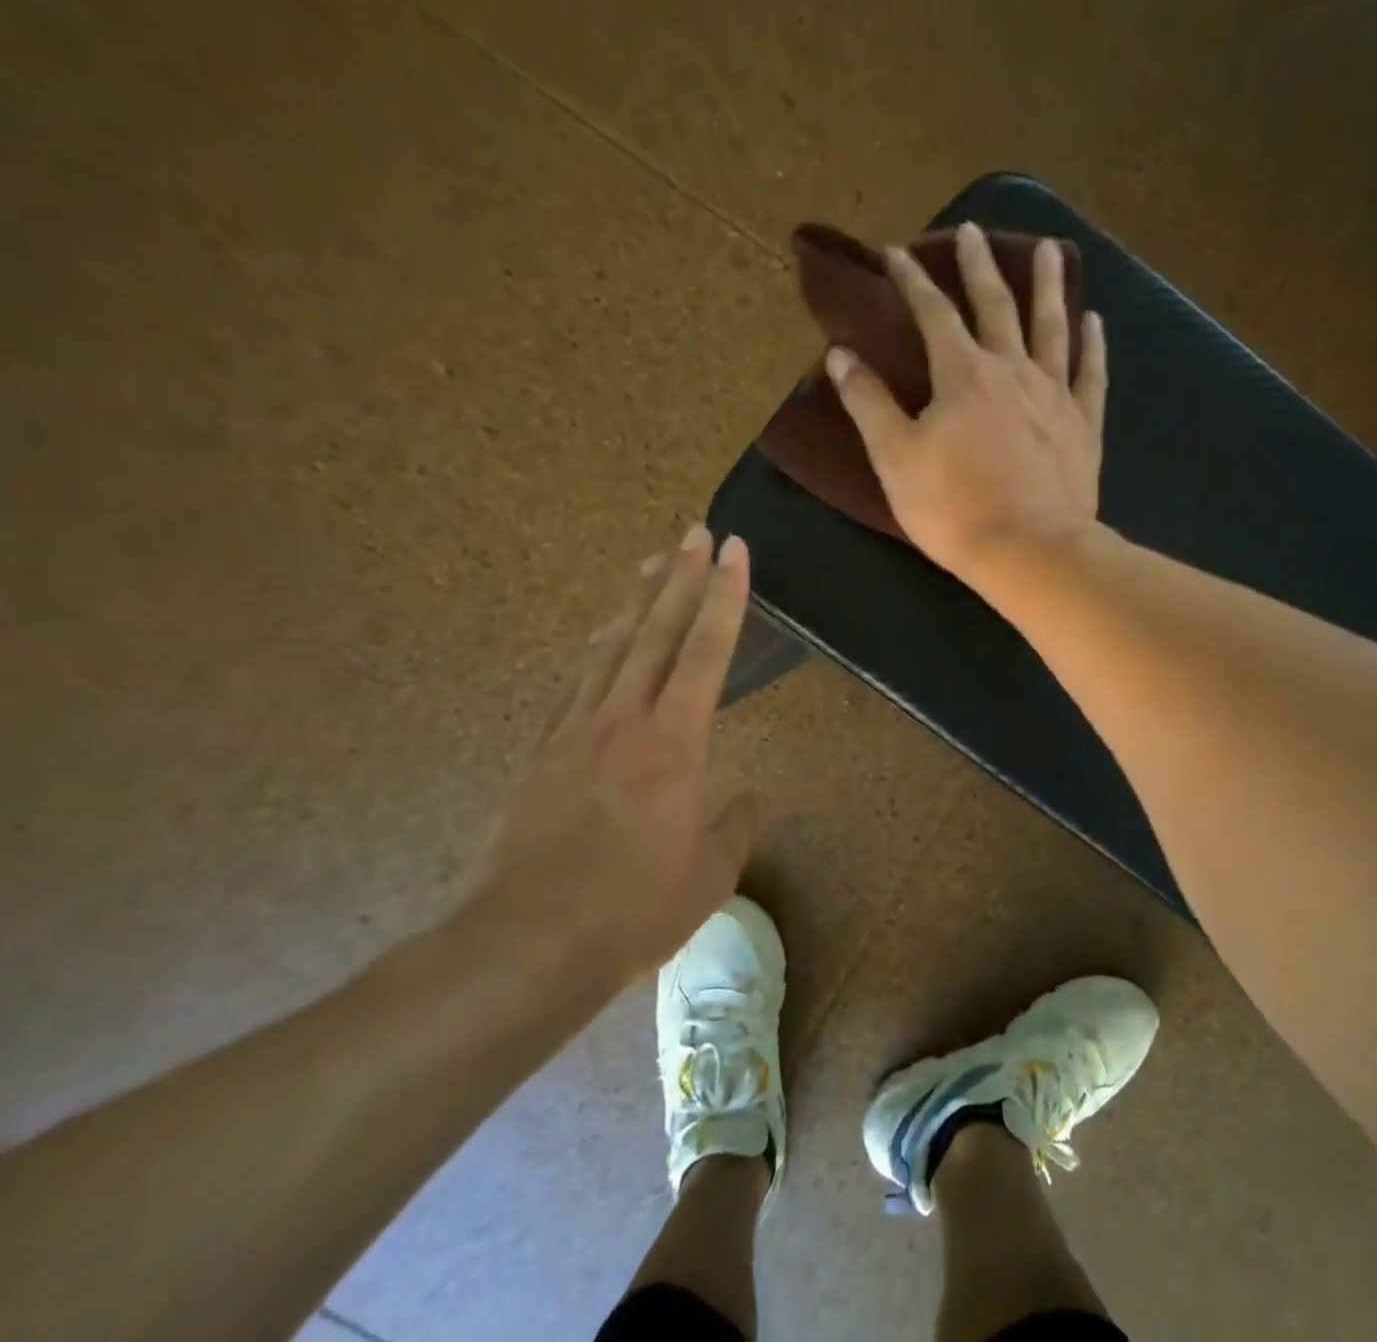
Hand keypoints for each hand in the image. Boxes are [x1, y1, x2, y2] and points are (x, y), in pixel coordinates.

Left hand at [472, 527, 756, 977]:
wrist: (525, 945)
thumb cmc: (633, 909)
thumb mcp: (709, 874)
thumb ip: (735, 825)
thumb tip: (751, 797)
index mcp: (675, 742)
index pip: (706, 650)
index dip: (724, 596)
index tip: (734, 550)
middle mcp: (625, 719)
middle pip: (657, 631)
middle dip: (681, 576)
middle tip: (695, 531)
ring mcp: (577, 730)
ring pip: (612, 646)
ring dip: (638, 599)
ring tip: (653, 561)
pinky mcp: (545, 750)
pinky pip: (578, 679)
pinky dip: (599, 645)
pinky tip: (604, 633)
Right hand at [826, 220, 1107, 584]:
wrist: (1030, 551)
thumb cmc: (954, 508)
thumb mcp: (895, 458)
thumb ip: (868, 403)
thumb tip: (840, 354)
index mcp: (962, 374)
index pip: (932, 313)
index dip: (912, 280)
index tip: (895, 252)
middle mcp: (1012, 370)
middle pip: (996, 305)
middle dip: (978, 266)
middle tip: (972, 230)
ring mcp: (1055, 395)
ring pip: (1052, 327)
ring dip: (1048, 285)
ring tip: (1050, 249)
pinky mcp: (1085, 426)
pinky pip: (1091, 374)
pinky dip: (1093, 345)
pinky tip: (1094, 320)